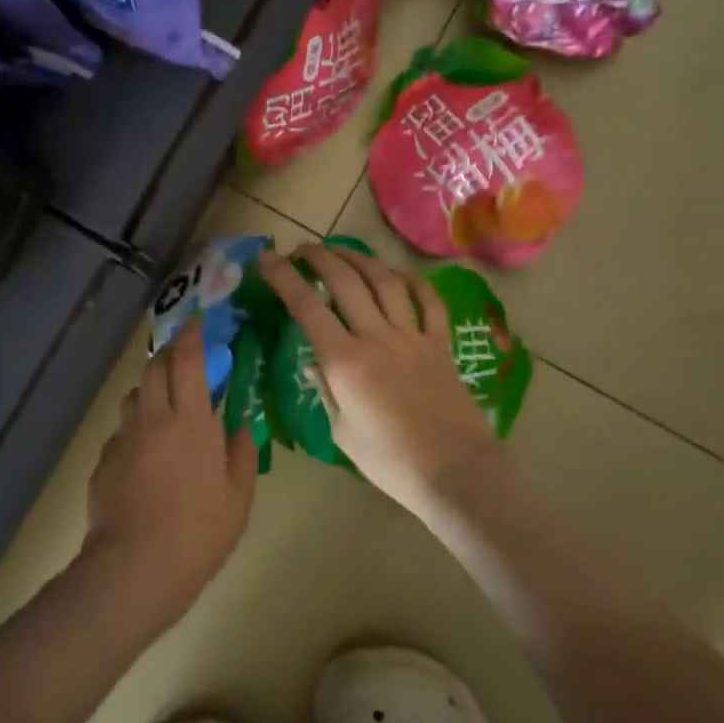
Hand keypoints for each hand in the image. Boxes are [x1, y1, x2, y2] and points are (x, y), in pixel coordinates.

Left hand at [80, 324, 257, 625]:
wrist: (135, 568)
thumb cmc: (199, 532)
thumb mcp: (238, 495)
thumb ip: (241, 452)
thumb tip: (239, 424)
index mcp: (190, 420)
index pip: (188, 360)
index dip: (192, 335)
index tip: (198, 321)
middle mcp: (152, 418)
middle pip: (154, 368)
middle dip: (169, 354)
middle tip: (185, 359)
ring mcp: (123, 439)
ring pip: (133, 396)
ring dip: (150, 390)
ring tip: (165, 407)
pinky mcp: (103, 462)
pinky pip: (121, 432)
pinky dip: (136, 429)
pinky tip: (145, 457)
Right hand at [259, 244, 510, 515]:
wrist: (455, 472)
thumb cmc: (389, 461)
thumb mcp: (341, 431)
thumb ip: (327, 389)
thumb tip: (315, 361)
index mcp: (345, 361)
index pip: (307, 307)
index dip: (284, 278)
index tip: (268, 260)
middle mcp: (377, 337)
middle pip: (345, 281)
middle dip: (319, 258)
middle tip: (303, 250)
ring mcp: (412, 337)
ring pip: (385, 282)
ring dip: (361, 260)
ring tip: (343, 252)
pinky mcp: (441, 345)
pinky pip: (429, 304)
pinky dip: (415, 284)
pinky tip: (400, 275)